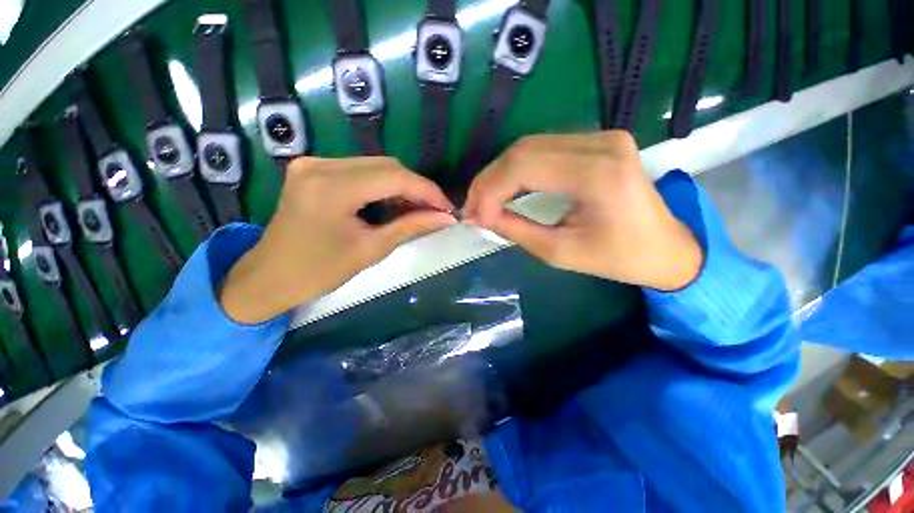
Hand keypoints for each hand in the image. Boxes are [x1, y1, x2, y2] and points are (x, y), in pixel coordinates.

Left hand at [220, 156, 454, 323]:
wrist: (270, 277)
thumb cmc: (320, 271)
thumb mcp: (371, 249)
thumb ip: (411, 226)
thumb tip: (445, 218)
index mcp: (331, 188)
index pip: (394, 176)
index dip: (427, 190)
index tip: (447, 207)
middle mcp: (321, 165)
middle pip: (386, 165)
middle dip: (416, 188)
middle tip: (435, 210)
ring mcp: (314, 164)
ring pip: (375, 166)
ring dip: (402, 186)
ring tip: (419, 209)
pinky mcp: (313, 169)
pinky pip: (360, 171)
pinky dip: (382, 185)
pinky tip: (395, 202)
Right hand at [463, 131, 702, 290]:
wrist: (666, 248)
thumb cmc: (618, 258)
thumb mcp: (560, 252)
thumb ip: (515, 230)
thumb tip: (479, 216)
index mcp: (598, 174)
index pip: (524, 166)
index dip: (489, 190)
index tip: (473, 217)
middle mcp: (601, 143)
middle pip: (523, 151)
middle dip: (488, 181)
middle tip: (472, 209)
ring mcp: (601, 137)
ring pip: (529, 147)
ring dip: (499, 175)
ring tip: (482, 201)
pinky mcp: (597, 142)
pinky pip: (542, 149)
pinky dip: (516, 170)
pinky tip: (504, 188)